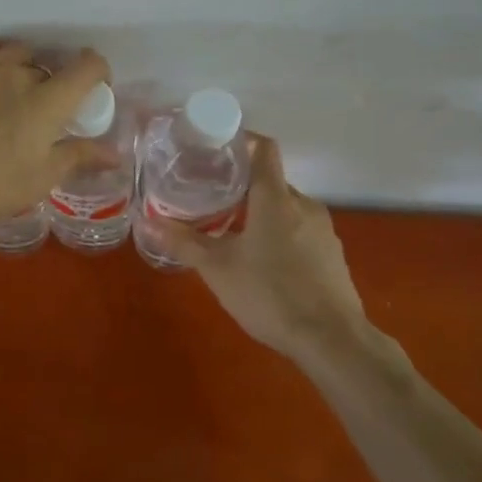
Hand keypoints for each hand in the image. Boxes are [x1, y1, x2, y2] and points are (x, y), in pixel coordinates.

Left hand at [0, 37, 117, 231]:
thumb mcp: (41, 178)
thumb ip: (80, 156)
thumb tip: (115, 153)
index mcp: (48, 100)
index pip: (88, 66)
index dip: (97, 72)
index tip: (93, 90)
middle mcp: (18, 72)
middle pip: (47, 66)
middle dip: (52, 85)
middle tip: (42, 112)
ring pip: (14, 52)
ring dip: (22, 67)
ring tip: (12, 91)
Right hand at [150, 134, 365, 356]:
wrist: (332, 340)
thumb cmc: (270, 294)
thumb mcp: (218, 269)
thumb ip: (184, 242)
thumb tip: (148, 222)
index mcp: (276, 197)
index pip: (263, 149)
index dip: (241, 141)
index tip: (215, 148)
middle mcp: (304, 204)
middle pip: (271, 180)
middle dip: (241, 186)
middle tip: (210, 197)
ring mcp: (323, 230)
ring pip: (286, 207)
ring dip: (260, 212)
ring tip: (232, 230)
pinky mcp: (332, 254)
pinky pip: (300, 229)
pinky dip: (279, 232)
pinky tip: (262, 260)